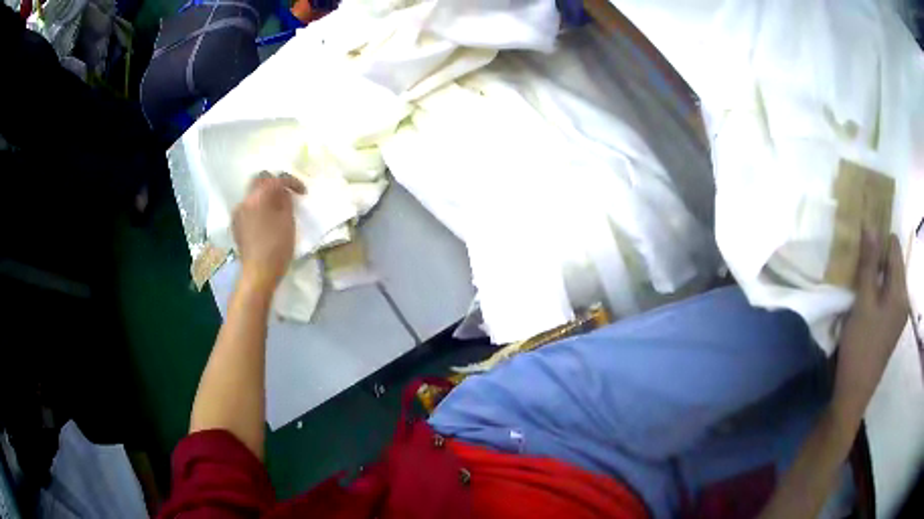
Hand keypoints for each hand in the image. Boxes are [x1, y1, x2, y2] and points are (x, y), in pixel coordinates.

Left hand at [232, 172, 305, 289]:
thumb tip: (283, 193)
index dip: (291, 182)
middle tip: (287, 193)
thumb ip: (286, 202)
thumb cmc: (277, 248)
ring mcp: (238, 213)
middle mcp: (245, 200)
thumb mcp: (288, 222)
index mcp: (258, 197)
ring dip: (265, 196)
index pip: (276, 179)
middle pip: (259, 181)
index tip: (303, 192)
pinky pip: (248, 207)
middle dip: (274, 183)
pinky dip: (258, 207)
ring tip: (277, 207)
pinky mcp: (236, 224)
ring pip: (253, 194)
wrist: (258, 273)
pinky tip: (266, 219)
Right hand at [834, 231, 908, 420]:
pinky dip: (877, 290)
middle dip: (877, 257)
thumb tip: (871, 226)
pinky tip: (864, 301)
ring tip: (859, 282)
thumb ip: (869, 264)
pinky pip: (887, 295)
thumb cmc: (859, 348)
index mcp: (900, 292)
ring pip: (889, 279)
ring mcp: (898, 315)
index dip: (879, 239)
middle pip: (893, 263)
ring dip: (876, 275)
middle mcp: (903, 299)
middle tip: (858, 262)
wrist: (853, 394)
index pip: (894, 247)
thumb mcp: (863, 304)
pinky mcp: (891, 326)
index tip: (862, 243)